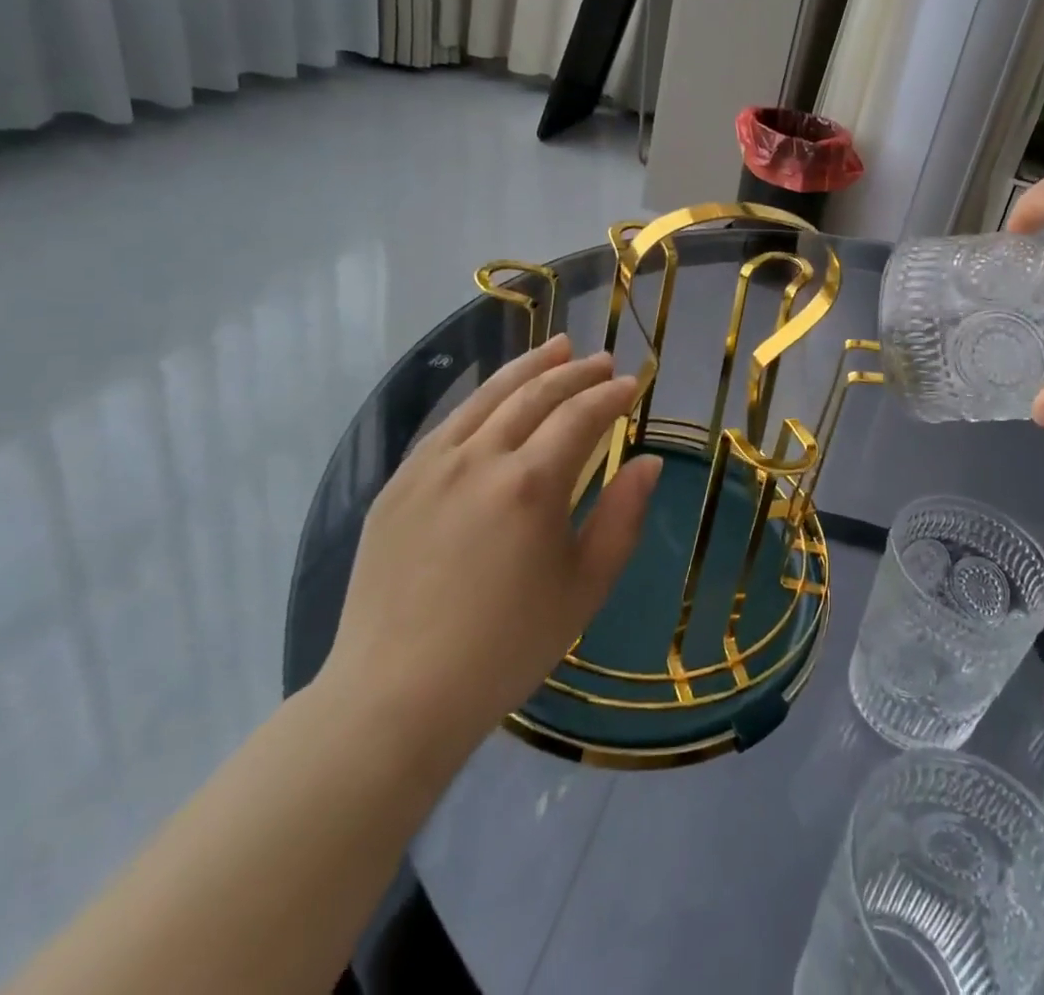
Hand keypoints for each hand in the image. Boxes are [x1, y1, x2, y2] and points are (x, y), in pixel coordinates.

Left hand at [320, 335, 660, 763]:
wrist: (396, 696)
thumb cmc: (507, 647)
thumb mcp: (585, 587)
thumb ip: (623, 517)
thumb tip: (647, 462)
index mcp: (531, 484)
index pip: (580, 415)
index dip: (611, 394)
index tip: (633, 383)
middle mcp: (479, 459)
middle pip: (534, 394)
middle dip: (574, 371)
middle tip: (601, 360)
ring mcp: (430, 467)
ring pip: (487, 397)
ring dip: (527, 368)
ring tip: (556, 347)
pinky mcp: (397, 485)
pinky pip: (449, 424)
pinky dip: (482, 399)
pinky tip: (496, 397)